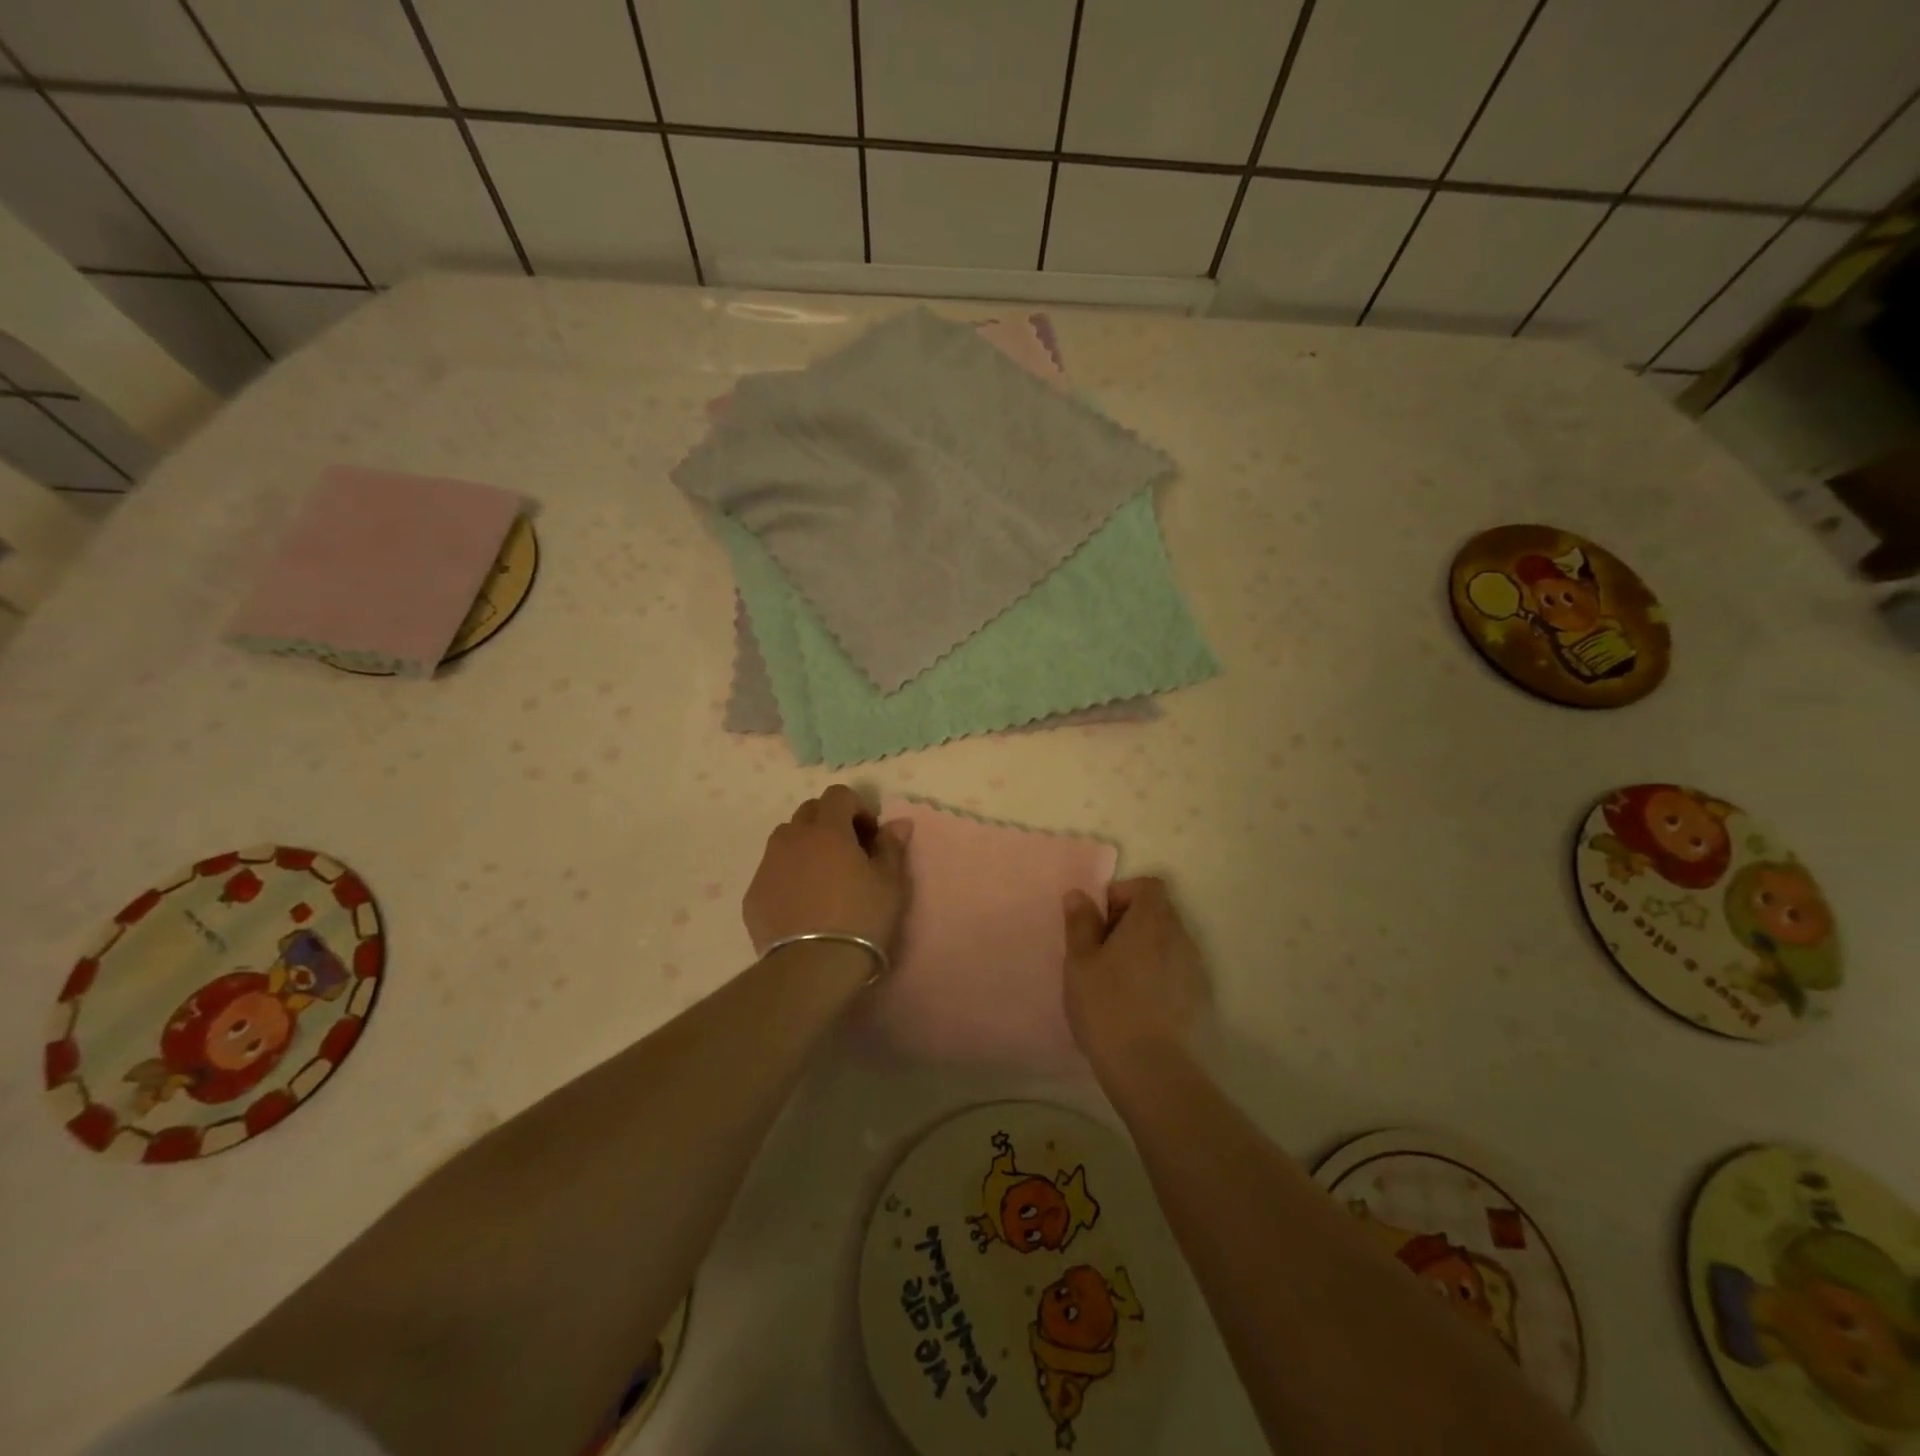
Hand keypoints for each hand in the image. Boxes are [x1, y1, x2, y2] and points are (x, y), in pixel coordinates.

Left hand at [743, 785, 912, 956]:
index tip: (871, 835)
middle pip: (809, 812)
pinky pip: (773, 871)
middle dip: (831, 822)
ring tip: (823, 877)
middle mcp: (791, 838)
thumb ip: (891, 846)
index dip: (858, 807)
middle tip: (850, 852)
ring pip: (786, 839)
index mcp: (826, 829)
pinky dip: (788, 875)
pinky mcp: (753, 895)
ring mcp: (767, 865)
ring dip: (806, 846)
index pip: (838, 795)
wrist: (812, 968)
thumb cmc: (860, 918)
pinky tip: (803, 904)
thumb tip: (898, 822)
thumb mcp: (889, 883)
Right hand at [1062, 877, 1207, 1070]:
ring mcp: (1194, 968)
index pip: (1149, 886)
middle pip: (1159, 912)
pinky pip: (1176, 970)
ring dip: (1144, 949)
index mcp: (1151, 921)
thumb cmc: (1107, 1006)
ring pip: (1167, 942)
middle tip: (1101, 951)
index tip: (1100, 921)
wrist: (1151, 1069)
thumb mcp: (1080, 963)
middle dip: (1130, 922)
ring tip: (1117, 980)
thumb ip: (1080, 923)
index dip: (1123, 894)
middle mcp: (1180, 937)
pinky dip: (1157, 974)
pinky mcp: (1200, 998)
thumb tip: (1079, 895)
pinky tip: (1137, 1004)